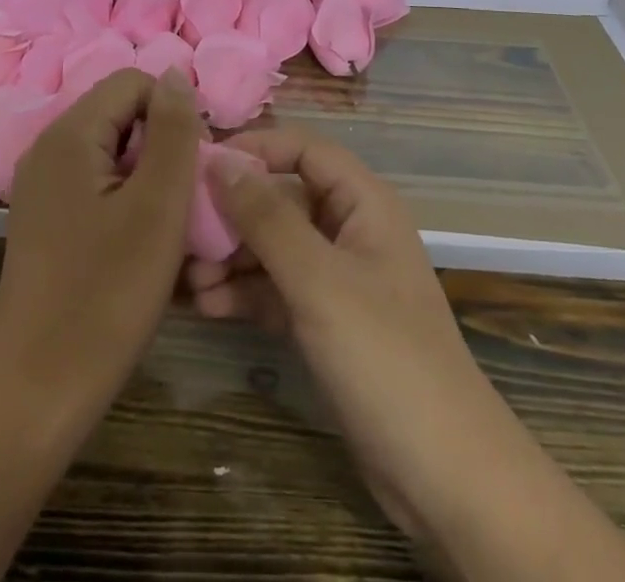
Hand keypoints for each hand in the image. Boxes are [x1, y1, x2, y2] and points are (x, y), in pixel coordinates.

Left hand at [0, 69, 201, 429]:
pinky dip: (128, 203)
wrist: (36, 394)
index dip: (174, 113)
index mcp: (69, 134)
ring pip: (115, 153)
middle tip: (184, 203)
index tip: (195, 168)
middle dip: (164, 147)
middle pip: (123, 114)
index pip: (135, 82)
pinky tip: (141, 248)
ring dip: (150, 179)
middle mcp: (49, 148)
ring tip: (168, 230)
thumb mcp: (157, 207)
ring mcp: (43, 186)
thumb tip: (177, 74)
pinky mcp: (46, 220)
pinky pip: (98, 185)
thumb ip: (173, 131)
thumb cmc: (105, 296)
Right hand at [186, 127, 524, 540]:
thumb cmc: (384, 355)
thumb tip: (221, 160)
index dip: (254, 149)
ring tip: (188, 280)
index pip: (302, 149)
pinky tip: (206, 306)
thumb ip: (267, 218)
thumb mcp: (319, 280)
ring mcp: (337, 278)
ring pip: (274, 247)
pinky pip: (277, 289)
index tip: (200, 165)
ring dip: (232, 258)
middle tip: (182, 232)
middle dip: (233, 214)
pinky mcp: (325, 321)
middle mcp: (349, 229)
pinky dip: (245, 293)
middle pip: (282, 199)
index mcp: (362, 202)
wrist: (443, 474)